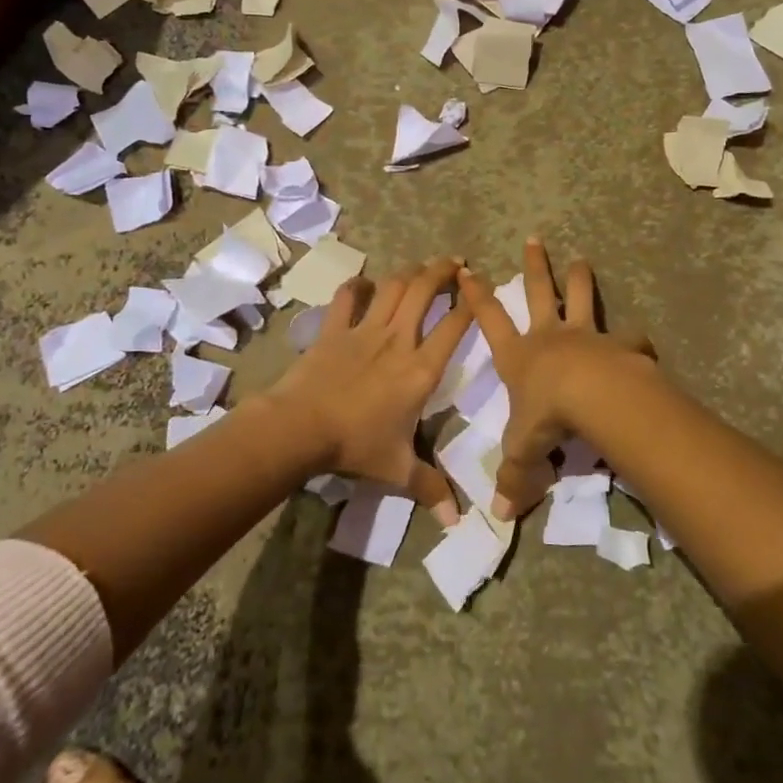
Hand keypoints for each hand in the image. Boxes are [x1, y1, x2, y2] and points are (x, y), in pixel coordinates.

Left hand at [272, 257, 472, 524]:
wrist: (300, 427)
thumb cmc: (355, 445)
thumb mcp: (398, 471)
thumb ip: (431, 488)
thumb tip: (457, 520)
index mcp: (421, 369)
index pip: (455, 326)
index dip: (472, 303)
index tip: (481, 287)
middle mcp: (398, 339)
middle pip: (424, 290)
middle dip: (442, 271)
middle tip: (455, 262)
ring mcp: (364, 330)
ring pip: (392, 286)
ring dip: (409, 272)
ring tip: (421, 267)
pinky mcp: (334, 329)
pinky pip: (346, 297)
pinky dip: (357, 285)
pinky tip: (364, 283)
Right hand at [457, 238, 654, 519]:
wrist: (594, 398)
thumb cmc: (547, 417)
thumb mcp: (522, 452)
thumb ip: (513, 479)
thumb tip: (499, 516)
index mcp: (519, 356)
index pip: (489, 320)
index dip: (477, 296)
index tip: (467, 269)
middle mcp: (549, 337)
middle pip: (539, 293)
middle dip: (534, 267)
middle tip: (534, 240)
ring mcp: (586, 335)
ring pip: (581, 298)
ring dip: (579, 278)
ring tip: (581, 259)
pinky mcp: (619, 344)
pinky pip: (628, 337)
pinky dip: (633, 338)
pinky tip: (640, 340)